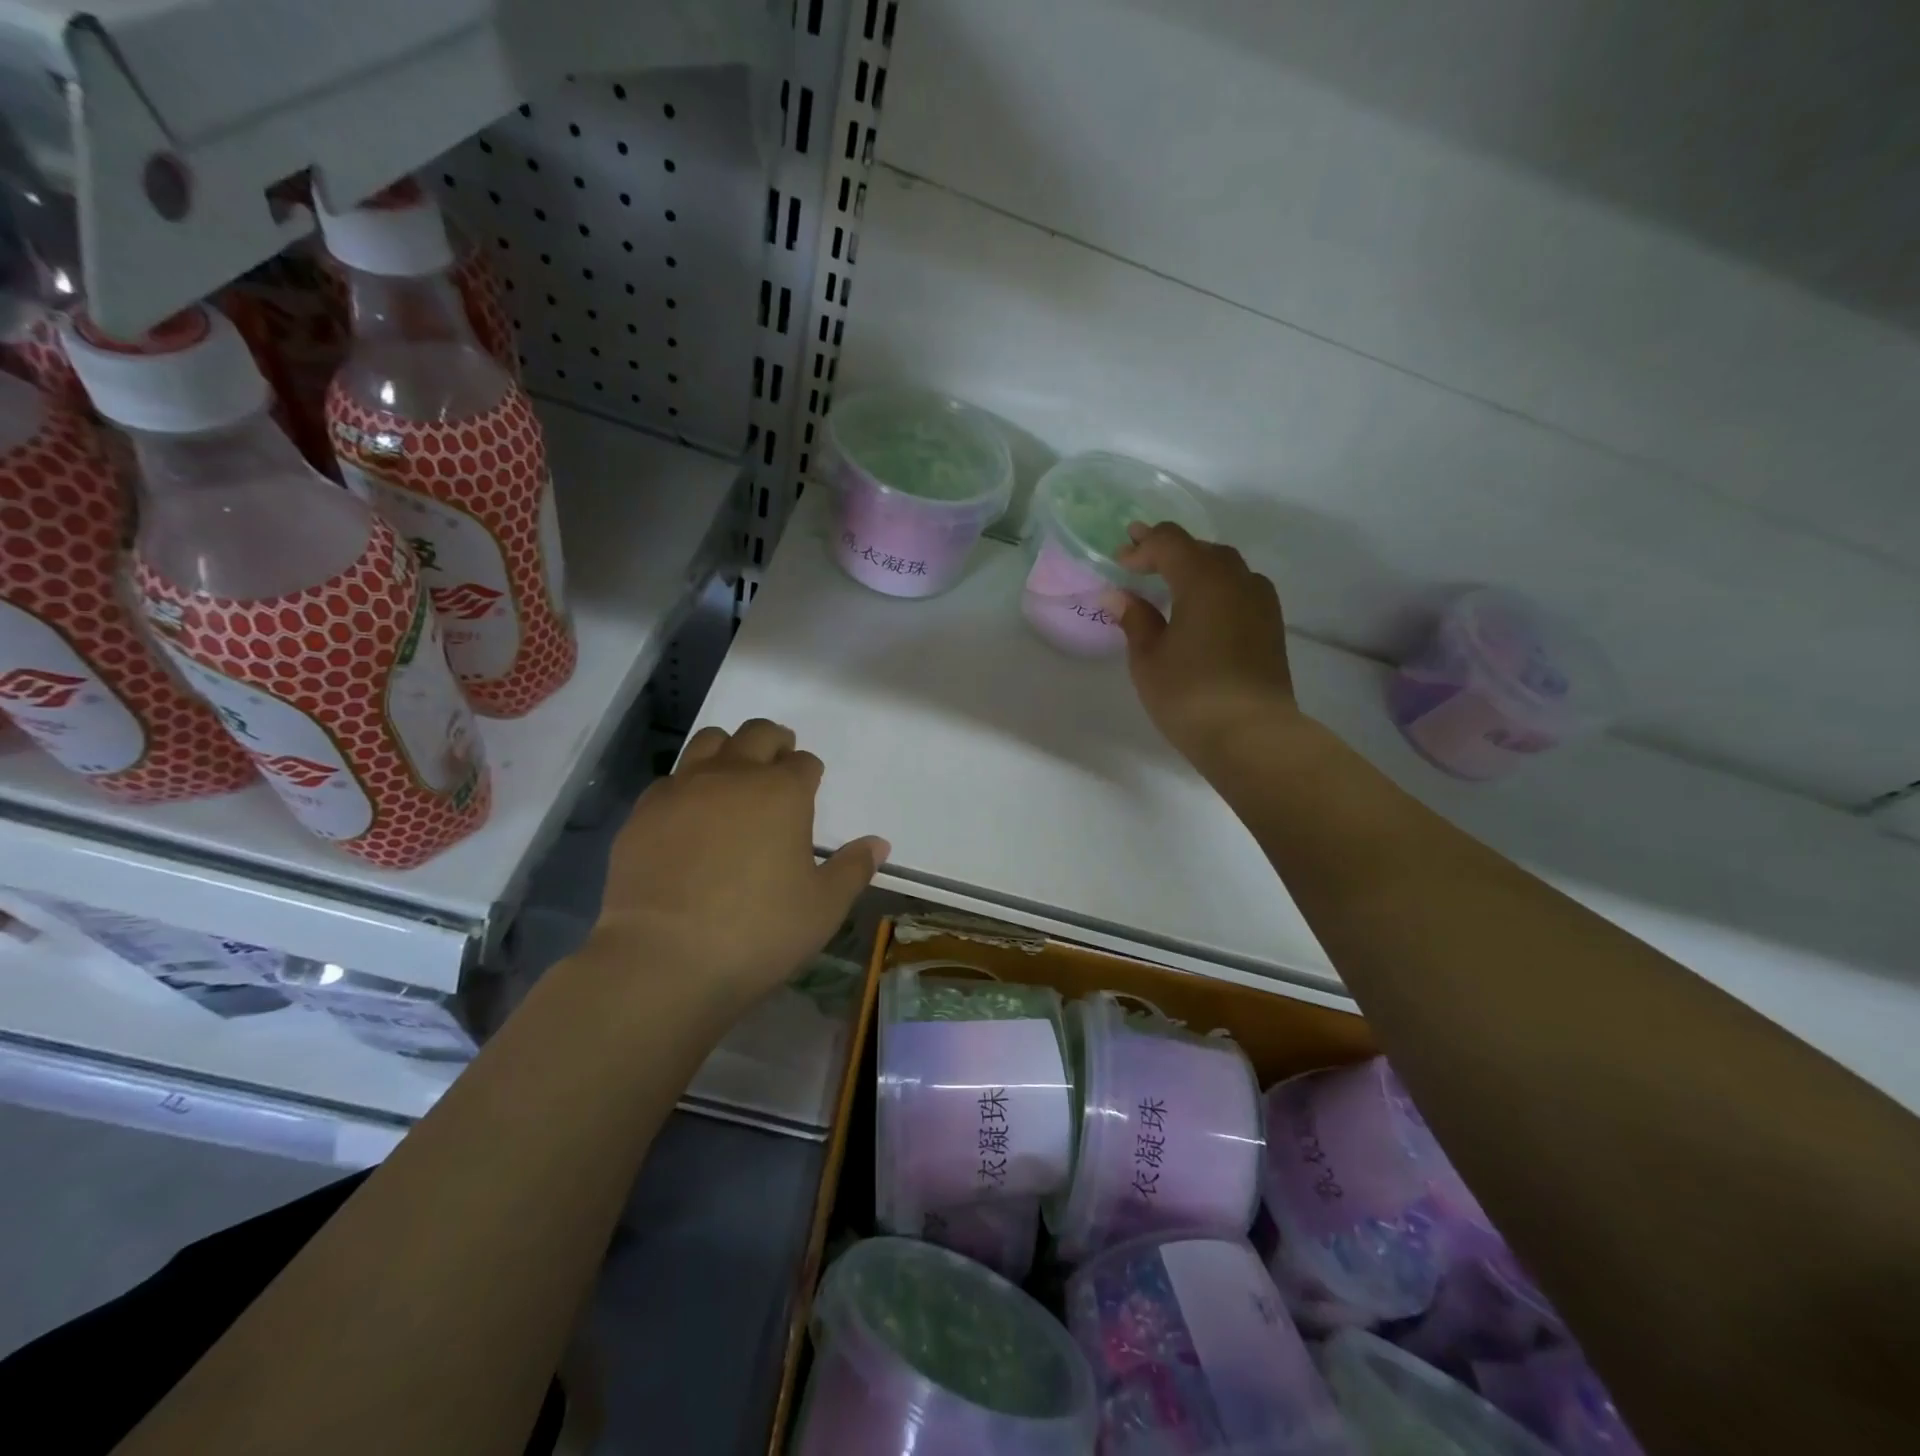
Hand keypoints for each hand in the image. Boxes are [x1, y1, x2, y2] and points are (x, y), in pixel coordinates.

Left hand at [593, 719, 888, 1016]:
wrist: (664, 960)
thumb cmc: (758, 932)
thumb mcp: (823, 907)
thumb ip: (853, 869)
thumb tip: (878, 844)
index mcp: (782, 793)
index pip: (804, 763)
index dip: (810, 773)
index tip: (809, 789)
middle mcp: (733, 776)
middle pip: (757, 735)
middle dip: (774, 742)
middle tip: (778, 762)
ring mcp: (683, 790)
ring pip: (709, 742)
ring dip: (729, 750)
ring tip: (733, 777)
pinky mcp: (643, 813)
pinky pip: (670, 780)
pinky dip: (687, 786)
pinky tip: (689, 817)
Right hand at [1111, 523, 1302, 771]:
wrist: (1251, 734)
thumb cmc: (1189, 694)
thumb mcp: (1148, 658)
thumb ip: (1135, 619)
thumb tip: (1120, 596)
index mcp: (1203, 578)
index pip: (1170, 541)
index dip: (1141, 545)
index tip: (1119, 560)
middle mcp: (1238, 579)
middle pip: (1201, 549)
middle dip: (1168, 551)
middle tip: (1139, 564)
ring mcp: (1261, 601)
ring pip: (1225, 568)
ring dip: (1195, 568)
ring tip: (1170, 585)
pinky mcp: (1271, 625)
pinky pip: (1240, 589)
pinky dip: (1216, 589)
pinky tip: (1201, 610)